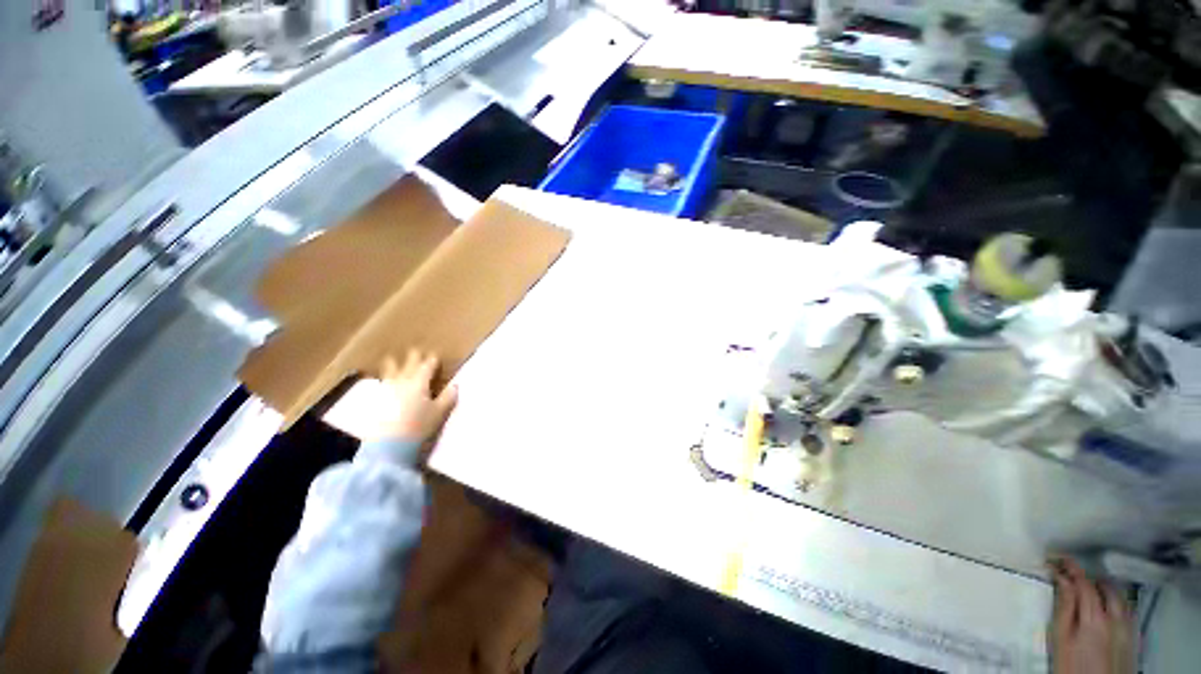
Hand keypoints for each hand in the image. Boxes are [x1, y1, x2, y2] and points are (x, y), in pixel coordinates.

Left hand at [374, 349, 458, 442]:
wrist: (389, 444)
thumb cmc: (419, 426)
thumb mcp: (439, 412)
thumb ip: (448, 397)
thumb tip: (455, 385)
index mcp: (419, 383)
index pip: (427, 367)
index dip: (432, 361)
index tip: (435, 357)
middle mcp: (402, 382)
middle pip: (408, 365)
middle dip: (413, 358)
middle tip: (415, 351)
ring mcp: (386, 391)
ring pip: (390, 372)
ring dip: (393, 365)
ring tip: (391, 359)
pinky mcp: (375, 401)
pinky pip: (380, 385)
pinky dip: (383, 380)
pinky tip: (381, 382)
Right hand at [1049, 557, 1134, 673]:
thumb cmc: (1071, 665)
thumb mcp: (1061, 638)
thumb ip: (1064, 607)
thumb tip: (1061, 579)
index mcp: (1094, 617)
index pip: (1084, 583)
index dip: (1071, 568)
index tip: (1056, 558)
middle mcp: (1115, 617)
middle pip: (1104, 587)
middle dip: (1088, 578)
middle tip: (1071, 576)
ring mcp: (1128, 626)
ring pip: (1118, 597)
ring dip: (1102, 588)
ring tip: (1088, 589)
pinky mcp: (1133, 635)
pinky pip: (1126, 609)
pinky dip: (1114, 602)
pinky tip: (1106, 608)